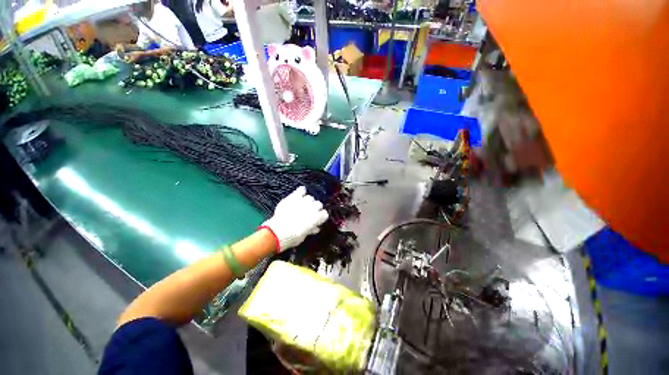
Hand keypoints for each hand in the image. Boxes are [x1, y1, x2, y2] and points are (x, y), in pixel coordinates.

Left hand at [261, 186, 328, 251]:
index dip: (321, 217)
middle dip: (315, 208)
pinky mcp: (294, 197)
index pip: (325, 214)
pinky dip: (301, 191)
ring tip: (303, 205)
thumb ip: (311, 230)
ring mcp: (303, 201)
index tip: (318, 220)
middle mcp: (312, 208)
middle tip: (310, 213)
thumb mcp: (304, 236)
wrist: (277, 232)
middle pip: (319, 204)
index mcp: (317, 218)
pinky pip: (301, 190)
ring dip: (308, 202)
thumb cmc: (292, 237)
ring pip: (310, 198)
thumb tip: (316, 227)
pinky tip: (301, 192)